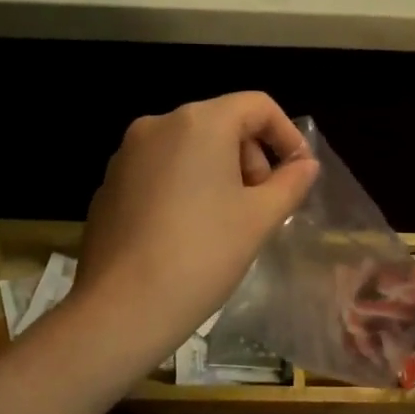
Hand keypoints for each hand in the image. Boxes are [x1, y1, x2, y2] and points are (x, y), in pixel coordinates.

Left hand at [70, 92, 318, 372]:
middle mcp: (157, 125)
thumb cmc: (203, 254)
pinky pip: (160, 171)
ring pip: (189, 148)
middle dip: (251, 158)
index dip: (287, 135)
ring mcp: (126, 154)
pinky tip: (188, 233)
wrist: (121, 308)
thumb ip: (290, 183)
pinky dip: (184, 187)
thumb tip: (305, 166)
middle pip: (221, 124)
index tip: (298, 173)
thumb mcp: (259, 218)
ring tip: (228, 222)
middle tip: (262, 204)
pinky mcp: (109, 184)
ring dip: (219, 173)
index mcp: (198, 123)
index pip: (257, 106)